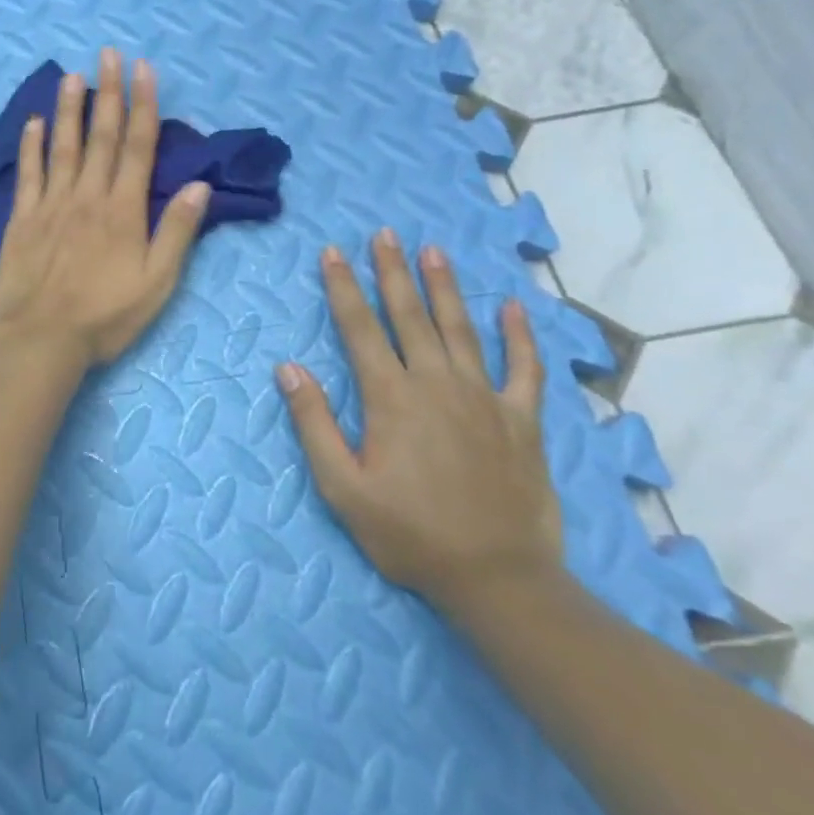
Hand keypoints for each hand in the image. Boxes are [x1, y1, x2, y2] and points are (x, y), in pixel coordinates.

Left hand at [0, 49, 210, 369]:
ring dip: (69, 109)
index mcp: (123, 210)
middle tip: (108, 54)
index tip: (143, 70)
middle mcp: (87, 197)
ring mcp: (50, 204)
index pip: (137, 146)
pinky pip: (27, 173)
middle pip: (100, 137)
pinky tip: (33, 122)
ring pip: (63, 146)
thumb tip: (199, 185)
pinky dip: (30, 146)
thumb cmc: (105, 317)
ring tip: (73, 75)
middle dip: (108, 93)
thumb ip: (176, 232)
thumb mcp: (157, 283)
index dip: (142, 105)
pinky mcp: (22, 219)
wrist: (42, 340)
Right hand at [275, 230, 562, 617]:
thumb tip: (288, 368)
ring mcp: (484, 399)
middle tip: (385, 234)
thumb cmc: (409, 534)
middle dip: (393, 272)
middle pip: (410, 316)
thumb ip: (314, 423)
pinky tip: (514, 308)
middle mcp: (436, 384)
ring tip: (434, 251)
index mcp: (391, 398)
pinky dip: (520, 337)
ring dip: (445, 288)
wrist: (499, 580)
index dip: (343, 287)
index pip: (360, 328)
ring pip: (461, 329)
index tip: (333, 252)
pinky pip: (525, 369)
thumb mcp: (343, 486)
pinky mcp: (522, 421)